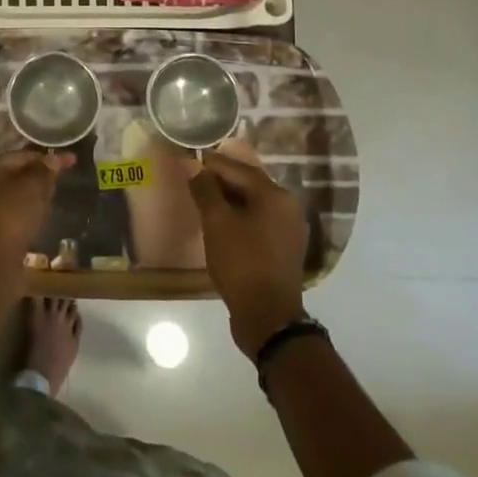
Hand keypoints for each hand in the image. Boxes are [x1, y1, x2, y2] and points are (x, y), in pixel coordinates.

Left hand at [0, 150, 74, 261]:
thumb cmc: (10, 216)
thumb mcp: (32, 188)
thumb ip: (44, 171)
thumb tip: (53, 158)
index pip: (18, 156)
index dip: (45, 158)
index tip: (69, 161)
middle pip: (11, 177)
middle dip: (36, 177)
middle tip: (60, 180)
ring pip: (9, 199)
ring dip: (30, 199)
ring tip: (51, 201)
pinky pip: (7, 218)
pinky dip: (22, 217)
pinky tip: (37, 222)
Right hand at [187, 139, 308, 356]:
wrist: (268, 317)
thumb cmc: (241, 263)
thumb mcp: (216, 223)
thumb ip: (205, 190)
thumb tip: (195, 168)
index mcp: (275, 195)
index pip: (237, 168)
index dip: (211, 163)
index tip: (189, 159)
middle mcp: (288, 207)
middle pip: (248, 184)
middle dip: (220, 181)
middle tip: (192, 181)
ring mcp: (288, 229)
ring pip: (253, 204)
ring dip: (228, 200)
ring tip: (202, 202)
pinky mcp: (283, 248)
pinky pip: (258, 222)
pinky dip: (239, 217)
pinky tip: (220, 225)